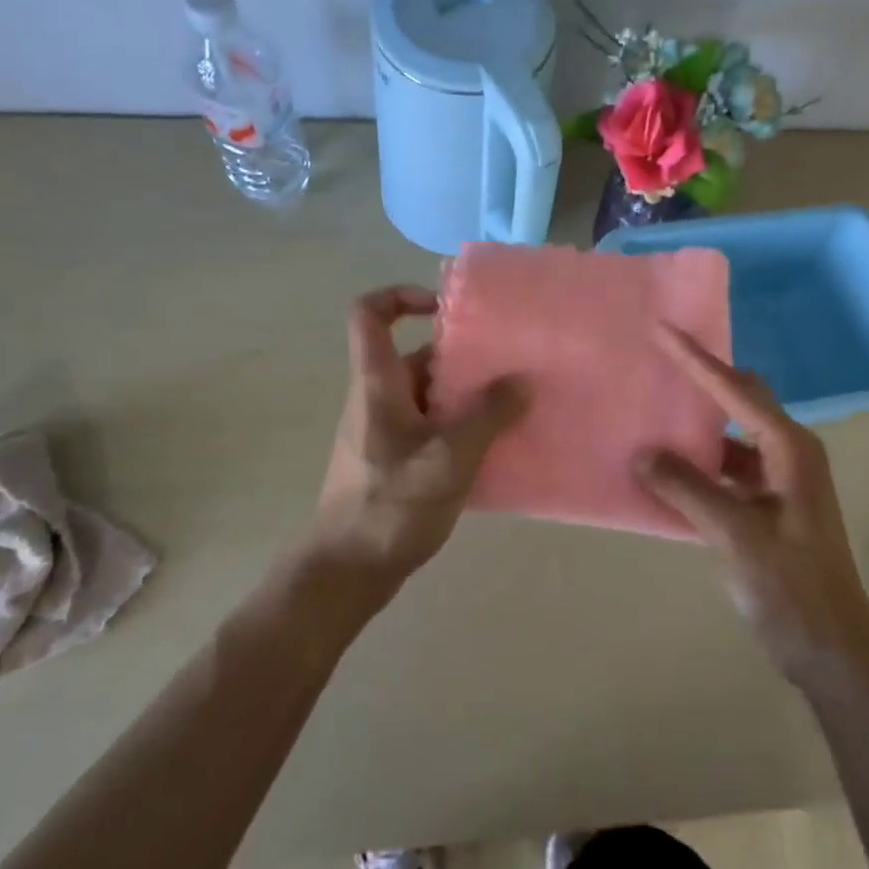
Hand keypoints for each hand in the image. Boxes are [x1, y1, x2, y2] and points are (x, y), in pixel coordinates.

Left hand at [307, 286, 524, 605]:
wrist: (347, 571)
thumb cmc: (392, 504)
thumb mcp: (450, 456)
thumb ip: (488, 415)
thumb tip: (522, 380)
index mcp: (377, 383)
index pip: (369, 314)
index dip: (401, 296)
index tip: (446, 309)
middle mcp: (377, 399)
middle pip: (415, 356)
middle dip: (461, 356)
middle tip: (507, 364)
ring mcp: (384, 432)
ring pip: (428, 395)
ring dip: (467, 396)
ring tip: (513, 404)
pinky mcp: (394, 461)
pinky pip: (430, 427)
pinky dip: (460, 428)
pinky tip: (496, 446)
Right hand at [636, 327, 868, 690]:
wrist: (832, 650)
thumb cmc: (792, 587)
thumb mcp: (735, 534)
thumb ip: (687, 489)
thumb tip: (643, 452)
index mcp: (790, 448)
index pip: (736, 390)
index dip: (697, 359)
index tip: (663, 330)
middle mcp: (788, 454)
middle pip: (741, 401)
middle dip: (702, 380)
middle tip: (659, 363)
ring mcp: (780, 482)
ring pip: (732, 438)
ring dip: (697, 428)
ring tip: (654, 415)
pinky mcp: (768, 508)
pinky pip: (727, 470)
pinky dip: (699, 465)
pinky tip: (667, 472)